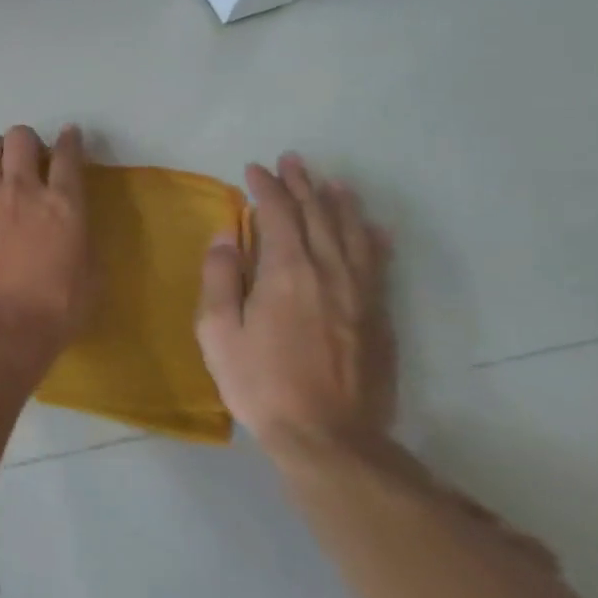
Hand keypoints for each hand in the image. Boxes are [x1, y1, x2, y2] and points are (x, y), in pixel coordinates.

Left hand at [0, 125, 93, 360]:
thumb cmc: (54, 311)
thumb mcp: (90, 276)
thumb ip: (82, 240)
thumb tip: (74, 228)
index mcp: (64, 204)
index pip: (68, 155)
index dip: (70, 140)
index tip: (69, 136)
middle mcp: (22, 189)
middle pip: (21, 138)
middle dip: (27, 141)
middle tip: (28, 159)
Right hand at [196, 154, 396, 459]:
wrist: (329, 436)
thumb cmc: (261, 383)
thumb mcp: (218, 333)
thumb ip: (220, 279)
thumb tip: (226, 237)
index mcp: (287, 272)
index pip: (279, 213)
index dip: (267, 187)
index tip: (254, 170)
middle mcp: (329, 271)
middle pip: (318, 214)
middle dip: (302, 184)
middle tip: (291, 161)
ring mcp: (360, 293)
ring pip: (352, 233)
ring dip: (339, 202)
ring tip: (330, 181)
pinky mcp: (379, 316)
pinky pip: (378, 263)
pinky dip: (372, 237)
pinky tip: (371, 227)